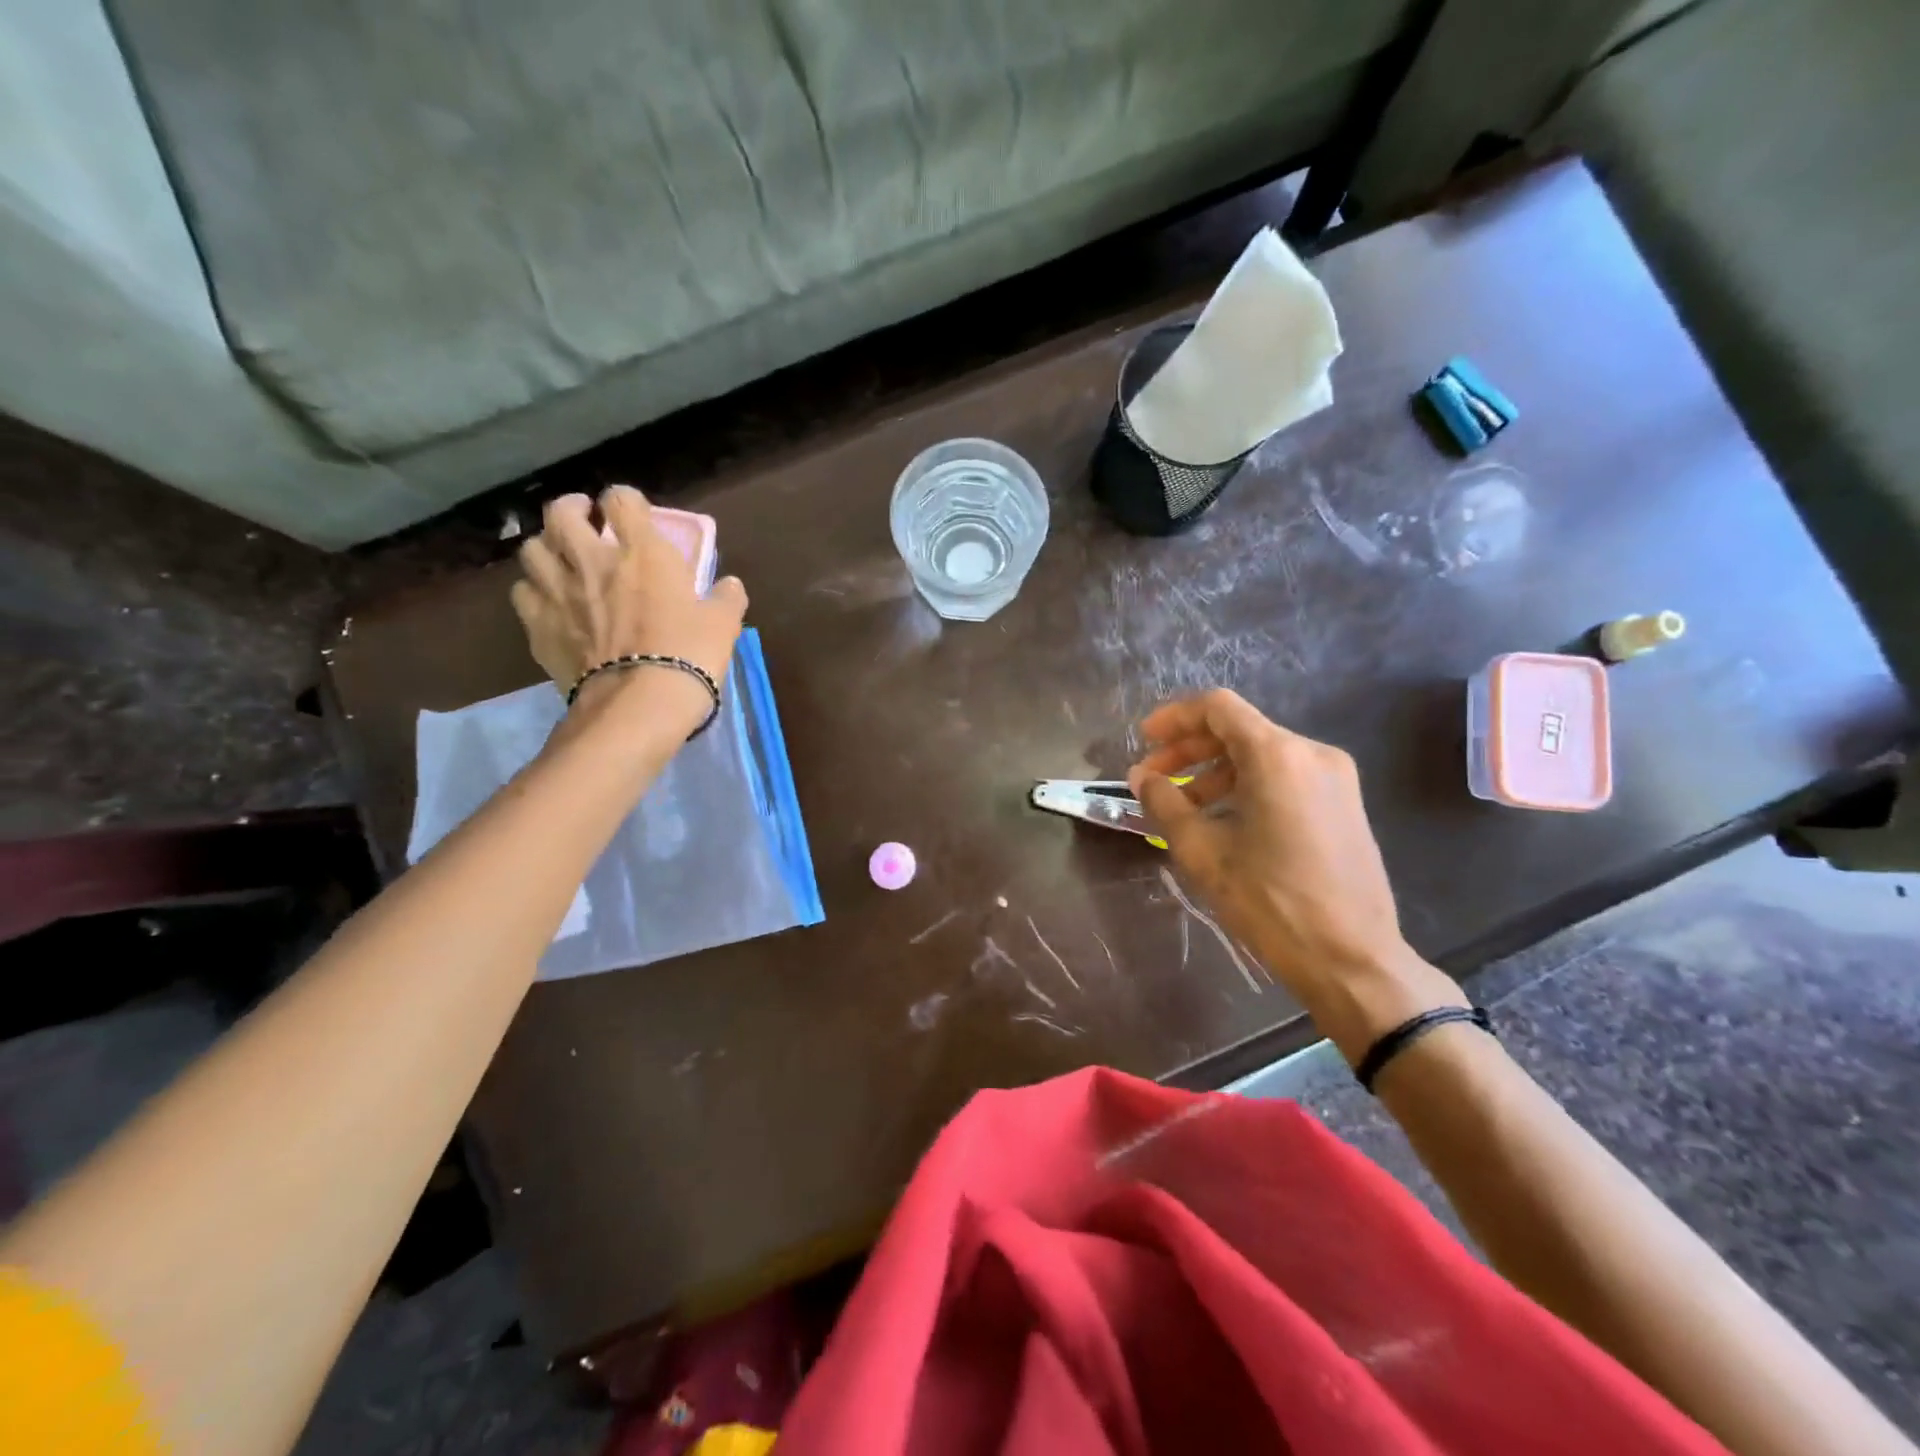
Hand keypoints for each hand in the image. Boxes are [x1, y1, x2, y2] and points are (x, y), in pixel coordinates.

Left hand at [510, 487, 747, 715]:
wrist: (639, 703)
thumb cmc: (688, 655)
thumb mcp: (723, 625)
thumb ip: (726, 599)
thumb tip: (730, 585)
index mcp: (641, 552)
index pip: (622, 499)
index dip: (625, 500)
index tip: (631, 513)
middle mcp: (591, 560)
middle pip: (561, 513)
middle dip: (573, 509)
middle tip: (586, 521)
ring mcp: (558, 592)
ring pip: (532, 549)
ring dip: (547, 547)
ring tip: (561, 559)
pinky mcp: (537, 626)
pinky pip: (522, 593)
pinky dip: (533, 590)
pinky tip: (548, 601)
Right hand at [1128, 689, 1464, 1058]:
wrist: (1352, 958)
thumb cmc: (1270, 901)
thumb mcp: (1202, 851)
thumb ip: (1165, 803)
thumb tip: (1141, 778)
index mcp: (1278, 756)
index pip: (1218, 708)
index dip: (1174, 718)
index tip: (1143, 741)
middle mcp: (1312, 753)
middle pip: (1239, 729)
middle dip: (1189, 749)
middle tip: (1153, 778)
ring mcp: (1335, 778)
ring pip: (1261, 754)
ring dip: (1215, 771)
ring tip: (1183, 806)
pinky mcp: (1344, 803)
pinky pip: (1285, 776)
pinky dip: (1246, 785)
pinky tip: (1223, 820)